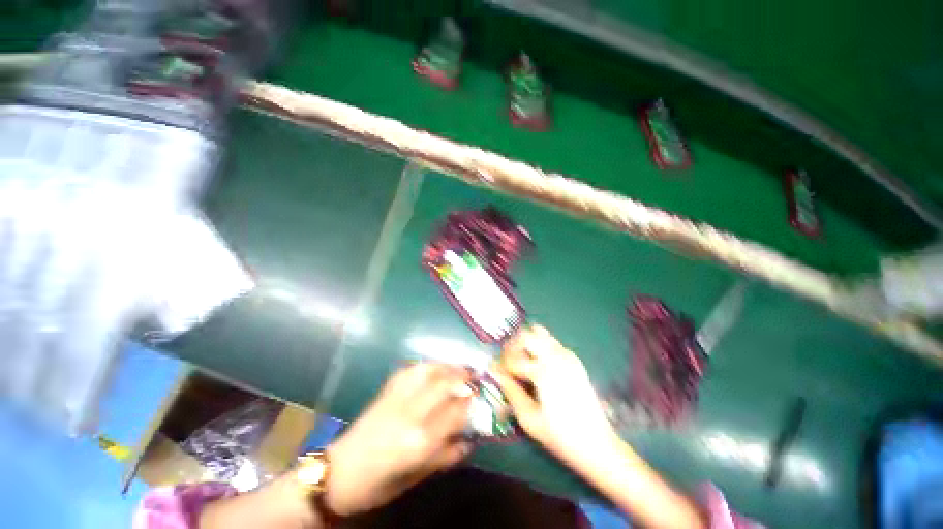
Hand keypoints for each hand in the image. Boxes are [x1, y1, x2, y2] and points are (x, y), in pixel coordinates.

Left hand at [324, 363, 473, 515]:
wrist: (337, 474)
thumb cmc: (377, 485)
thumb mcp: (415, 478)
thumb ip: (445, 457)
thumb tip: (469, 440)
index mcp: (420, 441)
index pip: (456, 412)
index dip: (472, 401)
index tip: (482, 396)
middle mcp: (411, 414)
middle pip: (445, 385)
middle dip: (464, 377)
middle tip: (475, 376)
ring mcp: (397, 398)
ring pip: (428, 371)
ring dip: (447, 366)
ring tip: (458, 367)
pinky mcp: (385, 392)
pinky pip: (409, 370)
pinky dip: (426, 365)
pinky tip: (433, 367)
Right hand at [493, 326, 616, 461]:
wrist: (598, 445)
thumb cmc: (560, 436)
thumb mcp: (528, 418)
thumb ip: (510, 390)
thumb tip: (493, 372)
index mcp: (543, 371)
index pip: (513, 359)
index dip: (500, 366)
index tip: (495, 373)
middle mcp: (556, 357)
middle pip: (527, 335)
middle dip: (512, 346)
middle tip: (507, 363)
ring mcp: (567, 356)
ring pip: (540, 333)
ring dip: (526, 343)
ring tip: (520, 361)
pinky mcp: (575, 360)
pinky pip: (552, 343)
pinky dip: (540, 347)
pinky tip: (537, 365)